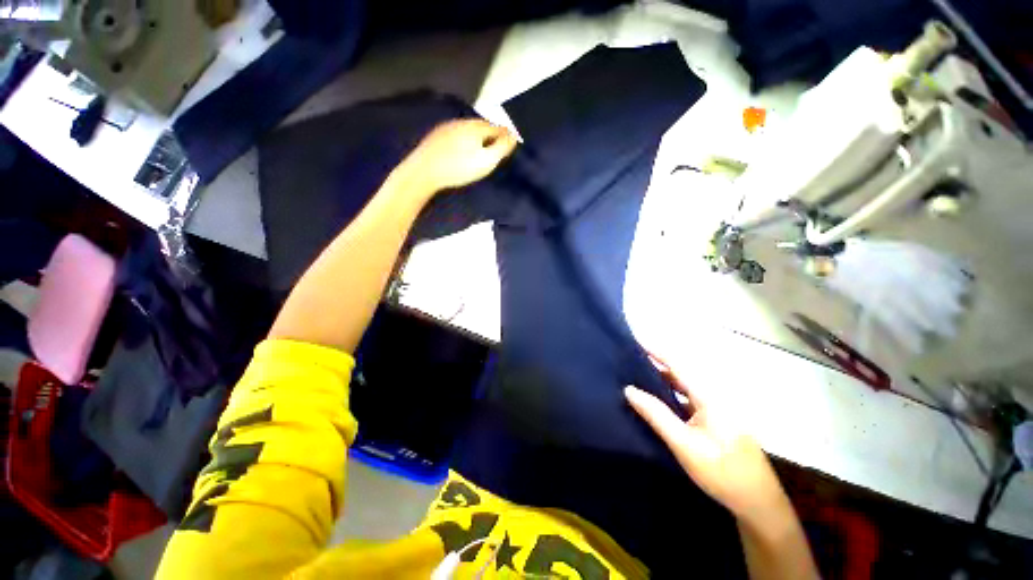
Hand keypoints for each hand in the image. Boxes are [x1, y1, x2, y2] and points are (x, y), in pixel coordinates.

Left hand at [395, 119, 517, 195]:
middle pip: (482, 125)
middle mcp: (462, 122)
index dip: (506, 134)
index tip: (512, 141)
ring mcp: (447, 127)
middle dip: (492, 132)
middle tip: (498, 143)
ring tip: (482, 145)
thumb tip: (514, 136)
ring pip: (468, 128)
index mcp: (476, 127)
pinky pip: (456, 133)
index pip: (497, 127)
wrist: (425, 171)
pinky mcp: (436, 136)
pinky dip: (464, 137)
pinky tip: (462, 146)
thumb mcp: (486, 160)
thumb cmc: (459, 168)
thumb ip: (502, 147)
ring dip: (477, 134)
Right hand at [625, 356, 788, 524]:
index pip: (678, 363)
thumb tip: (629, 389)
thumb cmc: (722, 473)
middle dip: (656, 361)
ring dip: (662, 377)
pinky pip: (689, 396)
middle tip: (629, 359)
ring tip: (637, 374)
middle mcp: (715, 395)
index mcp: (711, 396)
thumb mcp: (684, 445)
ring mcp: (718, 407)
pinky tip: (657, 398)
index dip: (655, 350)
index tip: (634, 339)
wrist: (758, 503)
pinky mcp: (717, 418)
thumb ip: (656, 414)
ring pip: (685, 384)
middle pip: (681, 371)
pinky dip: (671, 392)